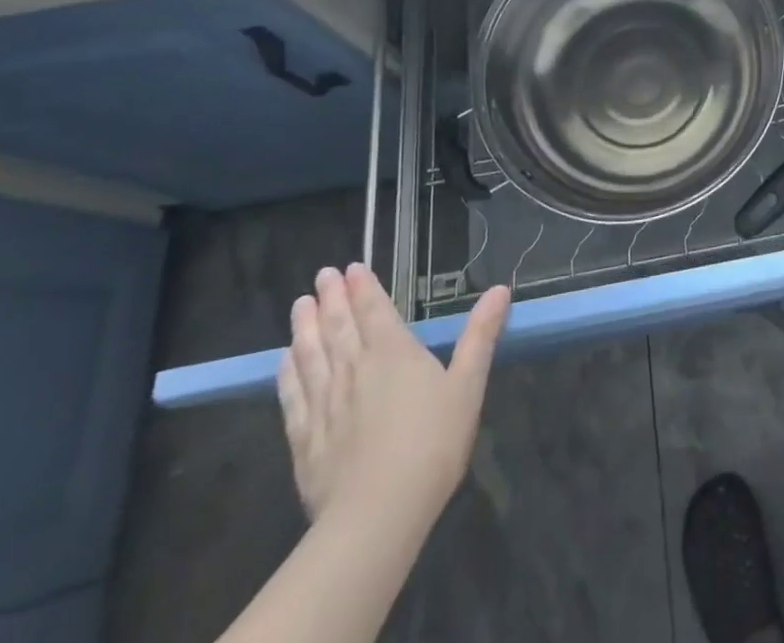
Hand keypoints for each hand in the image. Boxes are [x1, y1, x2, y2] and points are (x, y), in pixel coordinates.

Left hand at [277, 263, 509, 531]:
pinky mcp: (304, 438)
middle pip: (338, 325)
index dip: (363, 287)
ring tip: (300, 306)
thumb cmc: (432, 443)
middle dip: (331, 297)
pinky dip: (287, 372)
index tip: (350, 268)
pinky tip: (283, 361)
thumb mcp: (468, 385)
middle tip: (322, 276)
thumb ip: (480, 335)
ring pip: (310, 354)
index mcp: (393, 352)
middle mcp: (354, 367)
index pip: (374, 309)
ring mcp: (324, 403)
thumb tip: (500, 289)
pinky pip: (292, 394)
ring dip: (305, 326)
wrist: (377, 515)